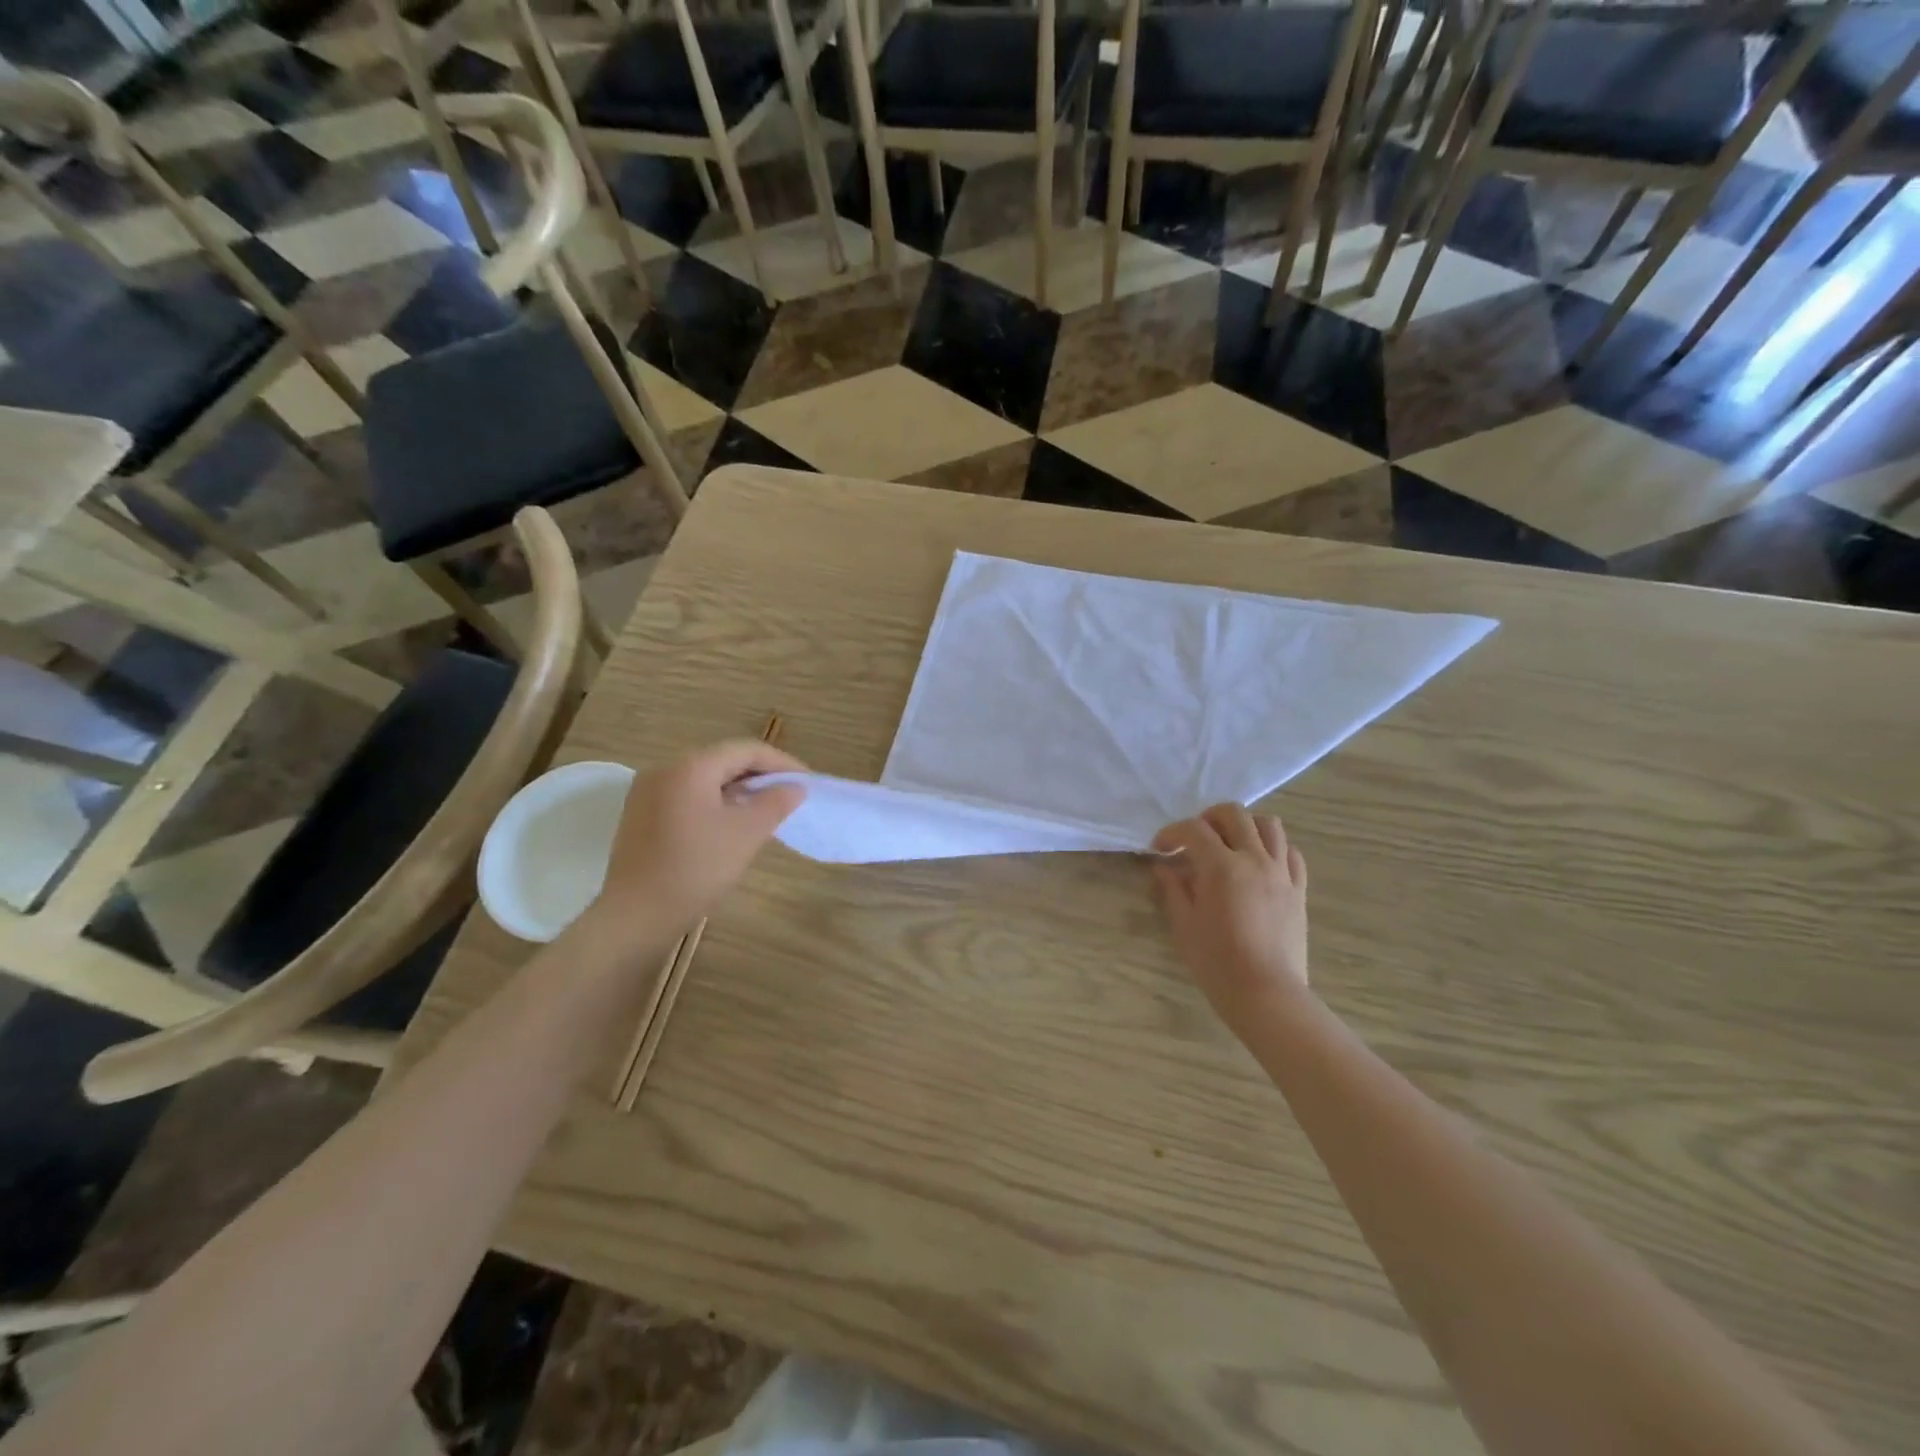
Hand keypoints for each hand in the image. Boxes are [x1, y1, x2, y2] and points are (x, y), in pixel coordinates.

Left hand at [583, 740, 807, 948]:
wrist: (636, 915)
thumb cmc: (696, 868)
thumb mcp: (746, 833)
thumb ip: (775, 802)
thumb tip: (795, 787)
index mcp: (691, 766)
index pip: (746, 750)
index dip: (781, 763)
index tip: (806, 782)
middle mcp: (665, 768)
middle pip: (723, 760)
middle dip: (759, 775)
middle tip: (789, 795)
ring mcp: (647, 791)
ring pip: (704, 778)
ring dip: (738, 789)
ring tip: (765, 809)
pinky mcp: (641, 814)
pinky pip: (687, 795)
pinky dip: (714, 801)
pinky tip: (730, 823)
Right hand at [1152, 805, 1310, 1032]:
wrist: (1266, 994)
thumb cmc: (1217, 963)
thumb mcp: (1184, 925)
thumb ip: (1173, 889)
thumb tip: (1164, 868)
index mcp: (1221, 867)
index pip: (1193, 830)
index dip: (1172, 833)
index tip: (1159, 849)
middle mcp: (1254, 860)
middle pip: (1234, 814)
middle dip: (1208, 818)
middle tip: (1194, 839)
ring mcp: (1281, 873)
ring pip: (1269, 826)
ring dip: (1244, 826)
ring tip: (1229, 843)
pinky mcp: (1298, 890)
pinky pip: (1291, 854)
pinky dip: (1273, 848)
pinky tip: (1259, 863)